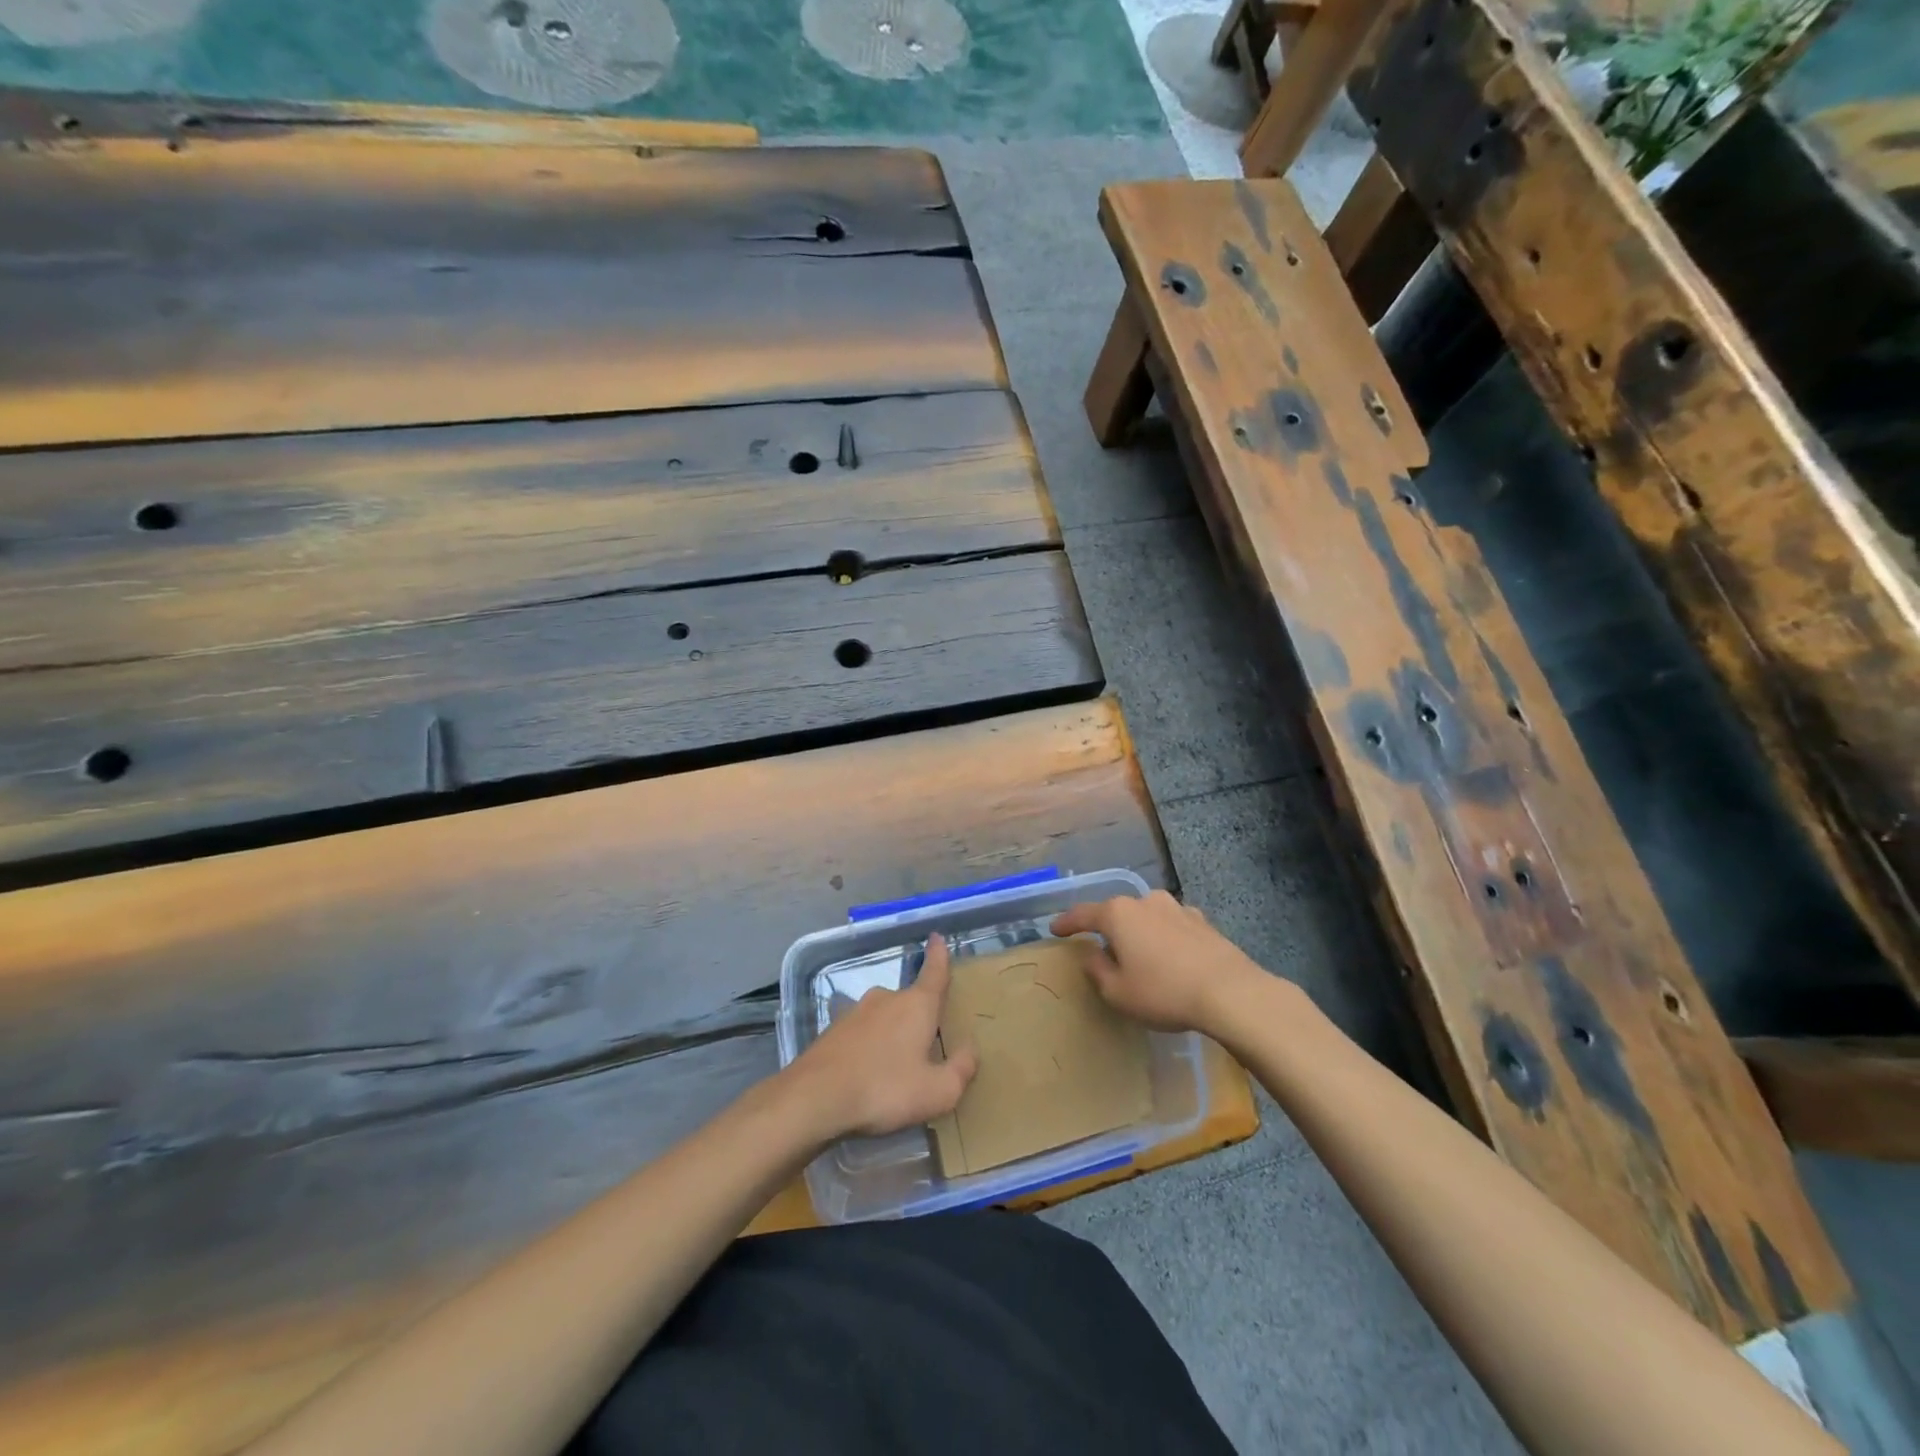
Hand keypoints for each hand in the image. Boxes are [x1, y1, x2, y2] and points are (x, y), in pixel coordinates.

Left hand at [786, 933, 977, 1140]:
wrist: (815, 1097)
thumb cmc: (885, 1089)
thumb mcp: (936, 1092)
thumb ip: (960, 1070)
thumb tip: (970, 1049)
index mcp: (917, 1005)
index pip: (934, 972)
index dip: (938, 955)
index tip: (937, 936)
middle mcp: (886, 999)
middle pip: (910, 1001)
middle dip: (918, 1018)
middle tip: (925, 1046)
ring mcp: (855, 1011)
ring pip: (884, 1018)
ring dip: (891, 1034)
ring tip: (894, 1069)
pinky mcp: (833, 1030)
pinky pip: (861, 1033)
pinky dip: (868, 1047)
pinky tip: (866, 1074)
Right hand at [1050, 890, 1268, 1035]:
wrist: (1230, 992)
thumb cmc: (1163, 992)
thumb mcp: (1118, 992)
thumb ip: (1097, 970)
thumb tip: (1091, 954)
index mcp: (1118, 914)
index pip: (1083, 914)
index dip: (1066, 923)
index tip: (1054, 930)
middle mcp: (1145, 901)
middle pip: (1118, 913)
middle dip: (1108, 929)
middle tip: (1103, 950)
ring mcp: (1177, 908)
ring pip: (1147, 917)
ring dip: (1140, 932)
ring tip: (1140, 955)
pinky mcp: (1202, 921)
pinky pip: (1173, 926)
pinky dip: (1165, 938)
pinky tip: (1171, 957)